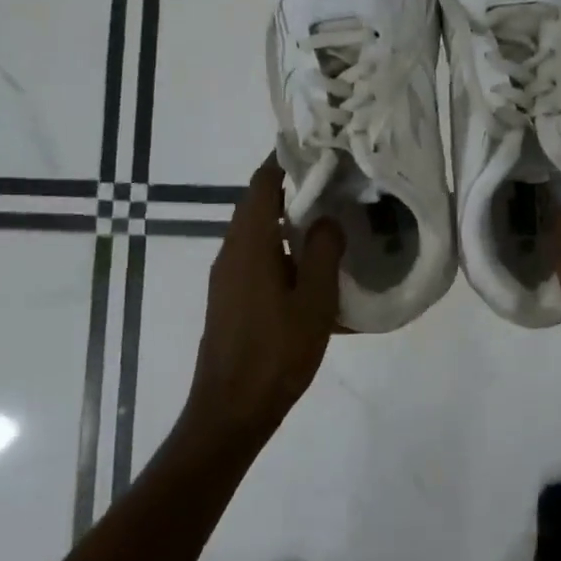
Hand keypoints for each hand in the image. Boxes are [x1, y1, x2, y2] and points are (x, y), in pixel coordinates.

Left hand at [185, 154, 344, 450]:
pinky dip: (281, 248)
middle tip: (333, 181)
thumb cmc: (275, 353)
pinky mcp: (229, 298)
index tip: (317, 149)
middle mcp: (231, 252)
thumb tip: (326, 219)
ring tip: (327, 218)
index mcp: (249, 244)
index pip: (262, 184)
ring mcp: (226, 276)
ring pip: (257, 232)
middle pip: (257, 204)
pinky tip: (310, 268)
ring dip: (287, 220)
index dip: (286, 160)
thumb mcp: (313, 301)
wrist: (231, 411)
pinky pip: (256, 257)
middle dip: (292, 188)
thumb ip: (322, 252)